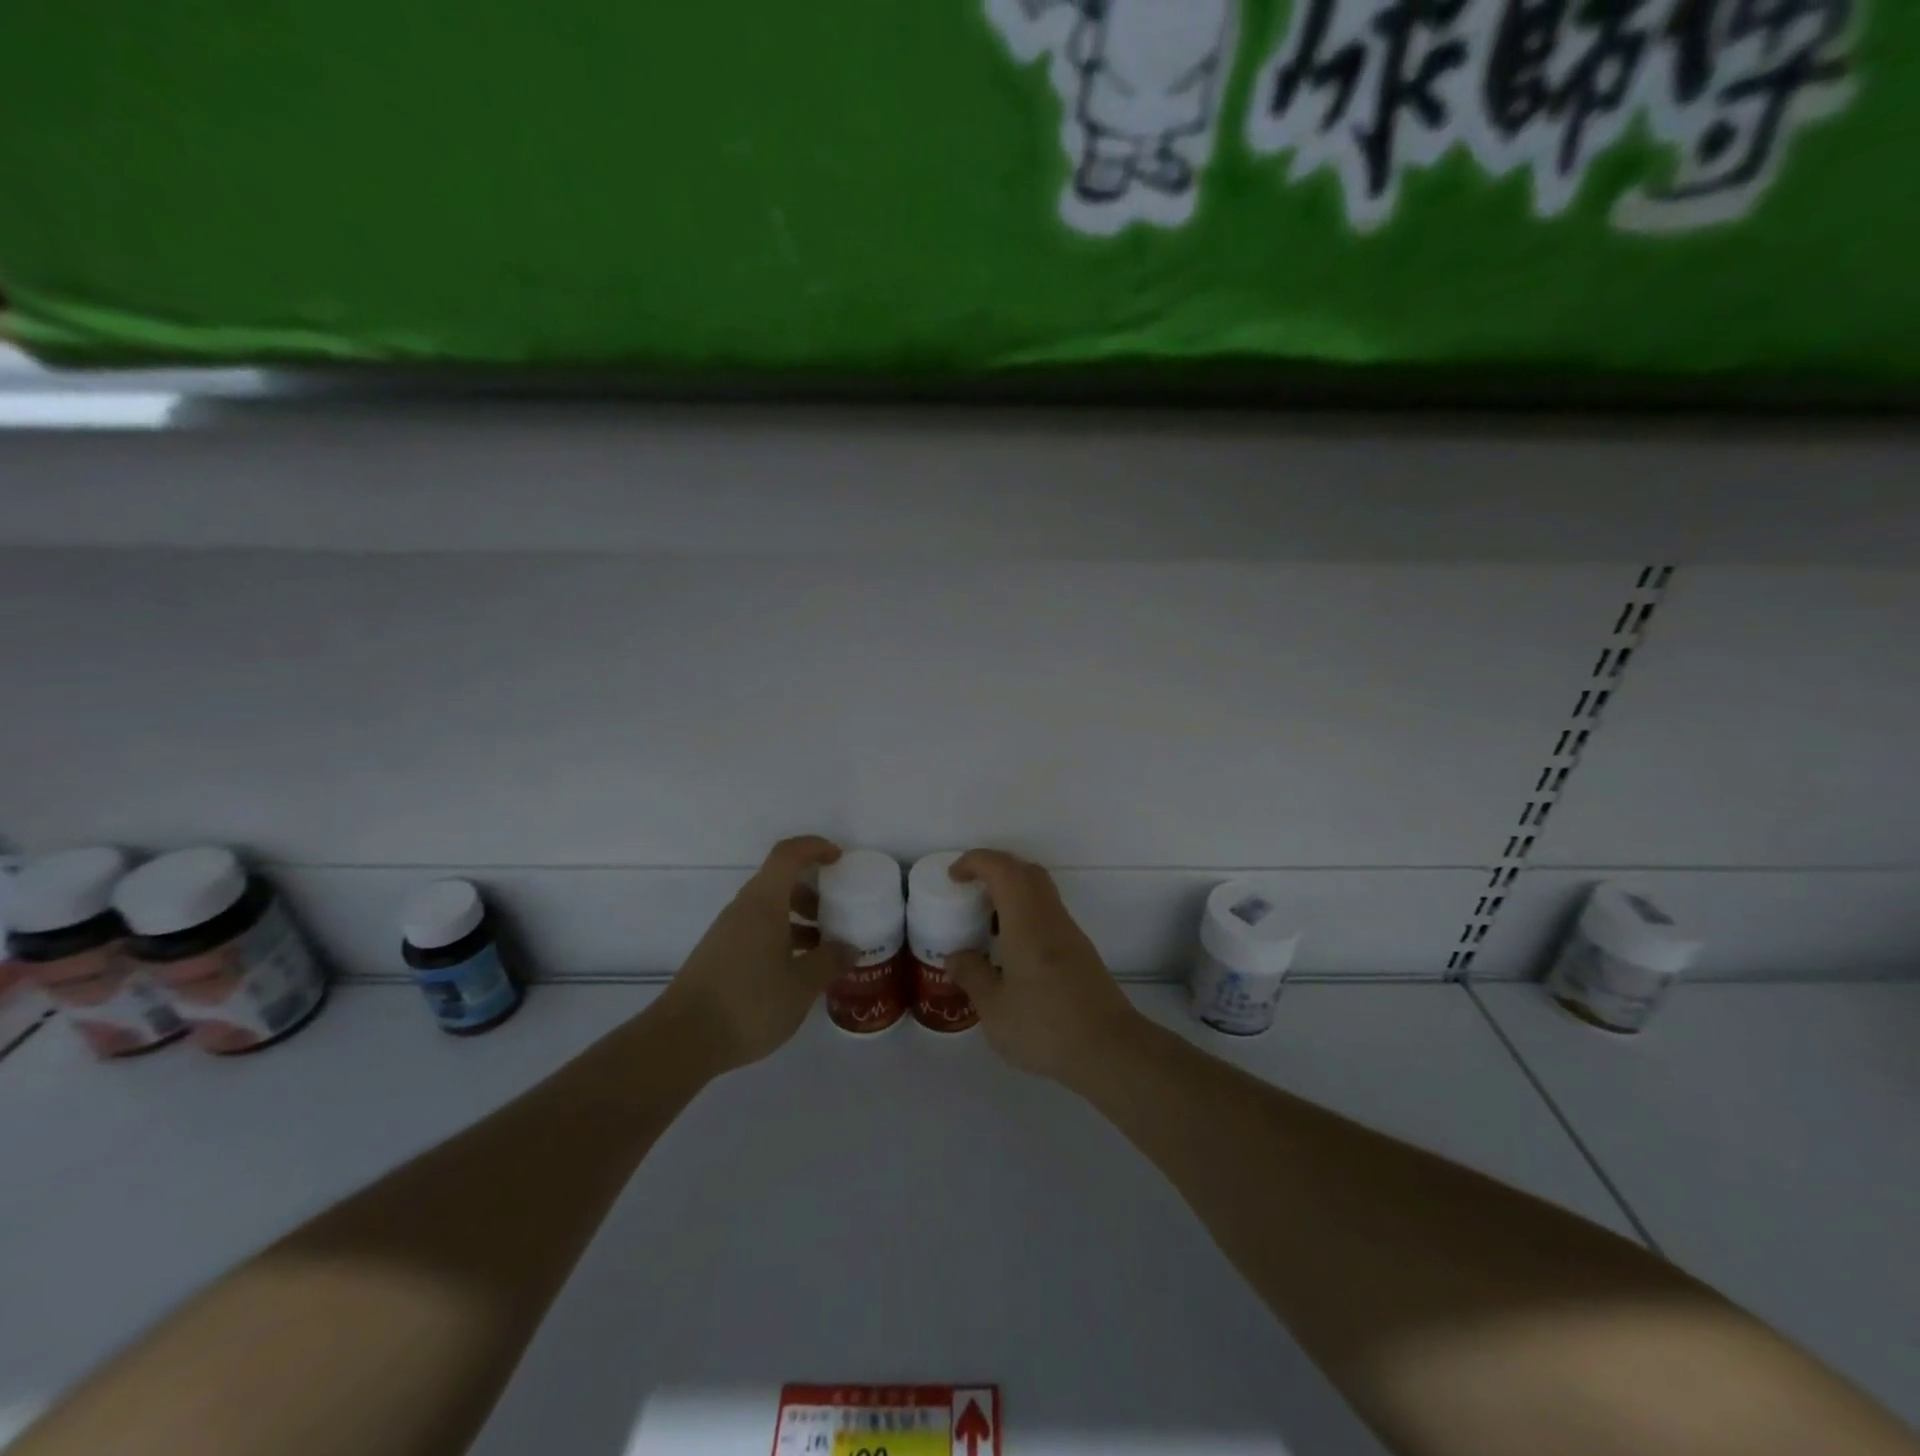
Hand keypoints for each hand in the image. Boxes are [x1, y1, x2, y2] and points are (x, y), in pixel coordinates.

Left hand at [656, 836, 849, 1075]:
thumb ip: (829, 962)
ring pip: (768, 910)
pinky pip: (757, 932)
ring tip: (823, 949)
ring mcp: (727, 933)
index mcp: (763, 903)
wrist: (682, 1040)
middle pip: (779, 882)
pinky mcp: (719, 957)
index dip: (815, 848)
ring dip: (798, 919)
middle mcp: (743, 910)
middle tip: (838, 914)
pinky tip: (796, 971)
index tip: (840, 860)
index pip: (788, 855)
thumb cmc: (748, 1003)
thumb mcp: (801, 986)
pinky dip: (782, 939)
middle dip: (812, 892)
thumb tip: (849, 947)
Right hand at [944, 849, 1143, 1086]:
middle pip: (1026, 872)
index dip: (975, 861)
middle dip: (995, 870)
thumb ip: (972, 976)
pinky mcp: (1081, 952)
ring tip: (986, 924)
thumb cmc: (1045, 1027)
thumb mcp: (994, 1009)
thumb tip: (956, 956)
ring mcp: (1070, 934)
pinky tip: (1011, 952)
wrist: (1110, 1050)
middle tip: (970, 892)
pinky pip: (1048, 915)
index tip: (954, 876)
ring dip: (1012, 894)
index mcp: (1027, 922)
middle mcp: (1050, 917)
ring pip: (1040, 893)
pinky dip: (1025, 916)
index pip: (1002, 869)